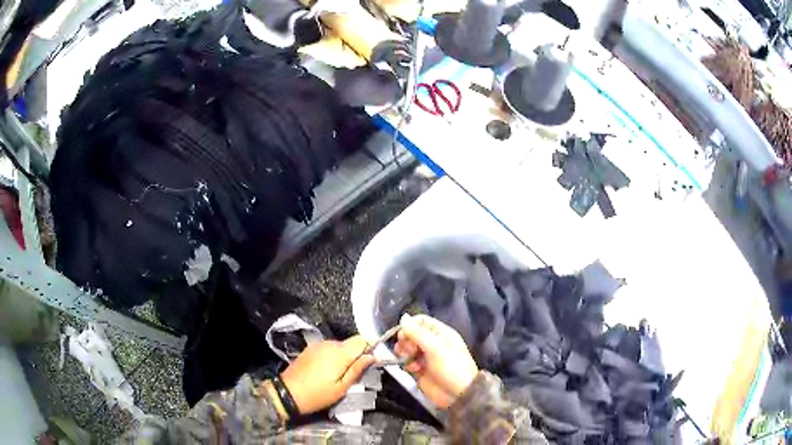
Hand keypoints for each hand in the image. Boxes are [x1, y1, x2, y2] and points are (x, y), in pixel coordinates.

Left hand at [280, 335, 374, 414]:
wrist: (288, 393)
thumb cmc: (318, 394)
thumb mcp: (342, 387)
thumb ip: (357, 370)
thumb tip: (373, 357)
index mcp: (340, 353)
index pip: (362, 340)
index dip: (370, 347)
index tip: (372, 360)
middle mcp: (329, 344)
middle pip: (351, 343)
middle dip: (356, 354)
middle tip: (355, 373)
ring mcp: (318, 345)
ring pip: (340, 345)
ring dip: (344, 355)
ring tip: (341, 373)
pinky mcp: (310, 348)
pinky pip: (328, 348)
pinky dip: (333, 355)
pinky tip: (328, 370)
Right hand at [395, 314, 478, 408]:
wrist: (457, 395)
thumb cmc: (452, 368)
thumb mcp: (436, 348)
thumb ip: (418, 333)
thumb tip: (403, 317)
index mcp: (441, 333)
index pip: (420, 321)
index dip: (410, 326)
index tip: (405, 336)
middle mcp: (432, 342)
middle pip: (410, 334)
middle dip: (406, 341)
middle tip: (411, 350)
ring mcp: (425, 356)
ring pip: (406, 347)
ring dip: (404, 353)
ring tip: (411, 361)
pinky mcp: (419, 369)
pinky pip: (406, 361)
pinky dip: (406, 364)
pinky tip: (413, 370)